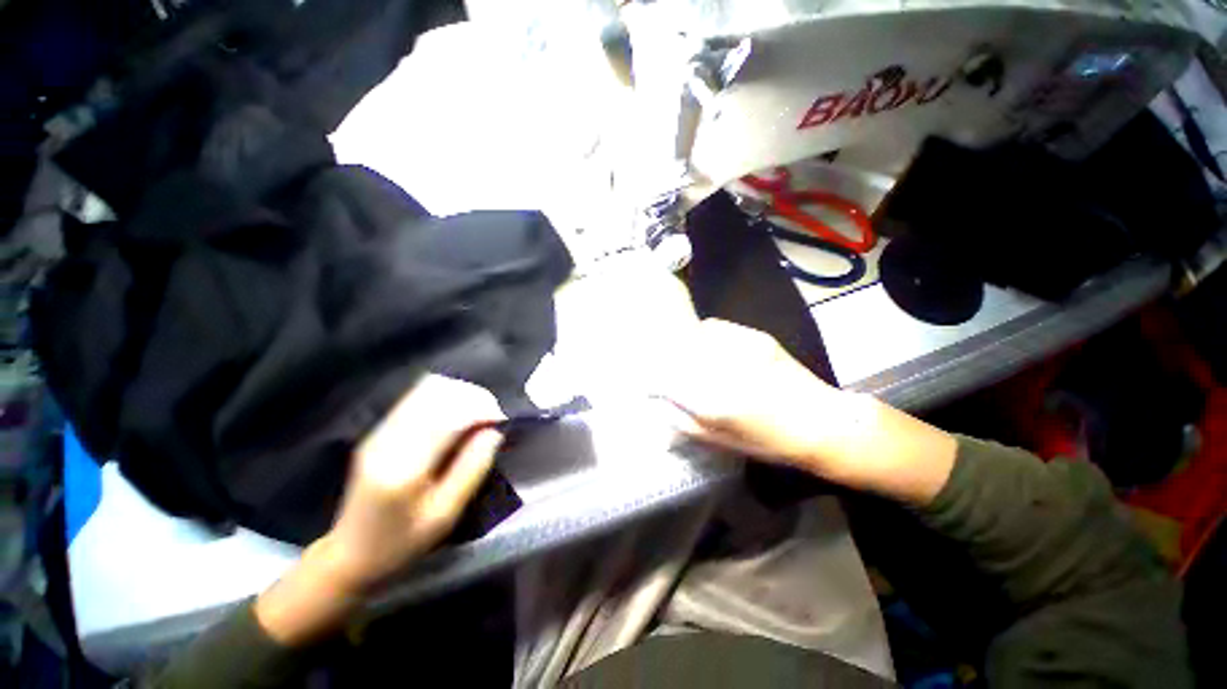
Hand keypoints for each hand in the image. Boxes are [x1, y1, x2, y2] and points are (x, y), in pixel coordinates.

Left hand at [255, 375, 502, 645]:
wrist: (349, 554)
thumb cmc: (402, 542)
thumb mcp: (445, 514)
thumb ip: (472, 469)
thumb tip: (493, 431)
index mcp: (405, 467)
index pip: (449, 417)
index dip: (480, 410)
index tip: (500, 420)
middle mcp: (387, 440)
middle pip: (436, 395)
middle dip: (472, 398)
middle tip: (492, 416)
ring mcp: (378, 433)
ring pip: (425, 392)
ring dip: (458, 396)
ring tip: (477, 414)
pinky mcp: (377, 432)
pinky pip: (415, 400)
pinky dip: (442, 399)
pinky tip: (456, 414)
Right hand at [661, 319, 854, 469]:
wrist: (821, 423)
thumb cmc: (767, 442)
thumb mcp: (718, 441)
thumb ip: (681, 420)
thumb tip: (656, 402)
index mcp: (711, 402)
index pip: (664, 378)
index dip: (652, 380)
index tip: (650, 385)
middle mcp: (722, 370)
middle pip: (676, 353)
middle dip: (665, 361)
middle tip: (667, 371)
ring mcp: (740, 348)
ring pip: (694, 337)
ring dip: (685, 346)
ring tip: (689, 358)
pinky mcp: (755, 337)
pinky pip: (716, 329)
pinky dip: (705, 336)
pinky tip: (712, 348)